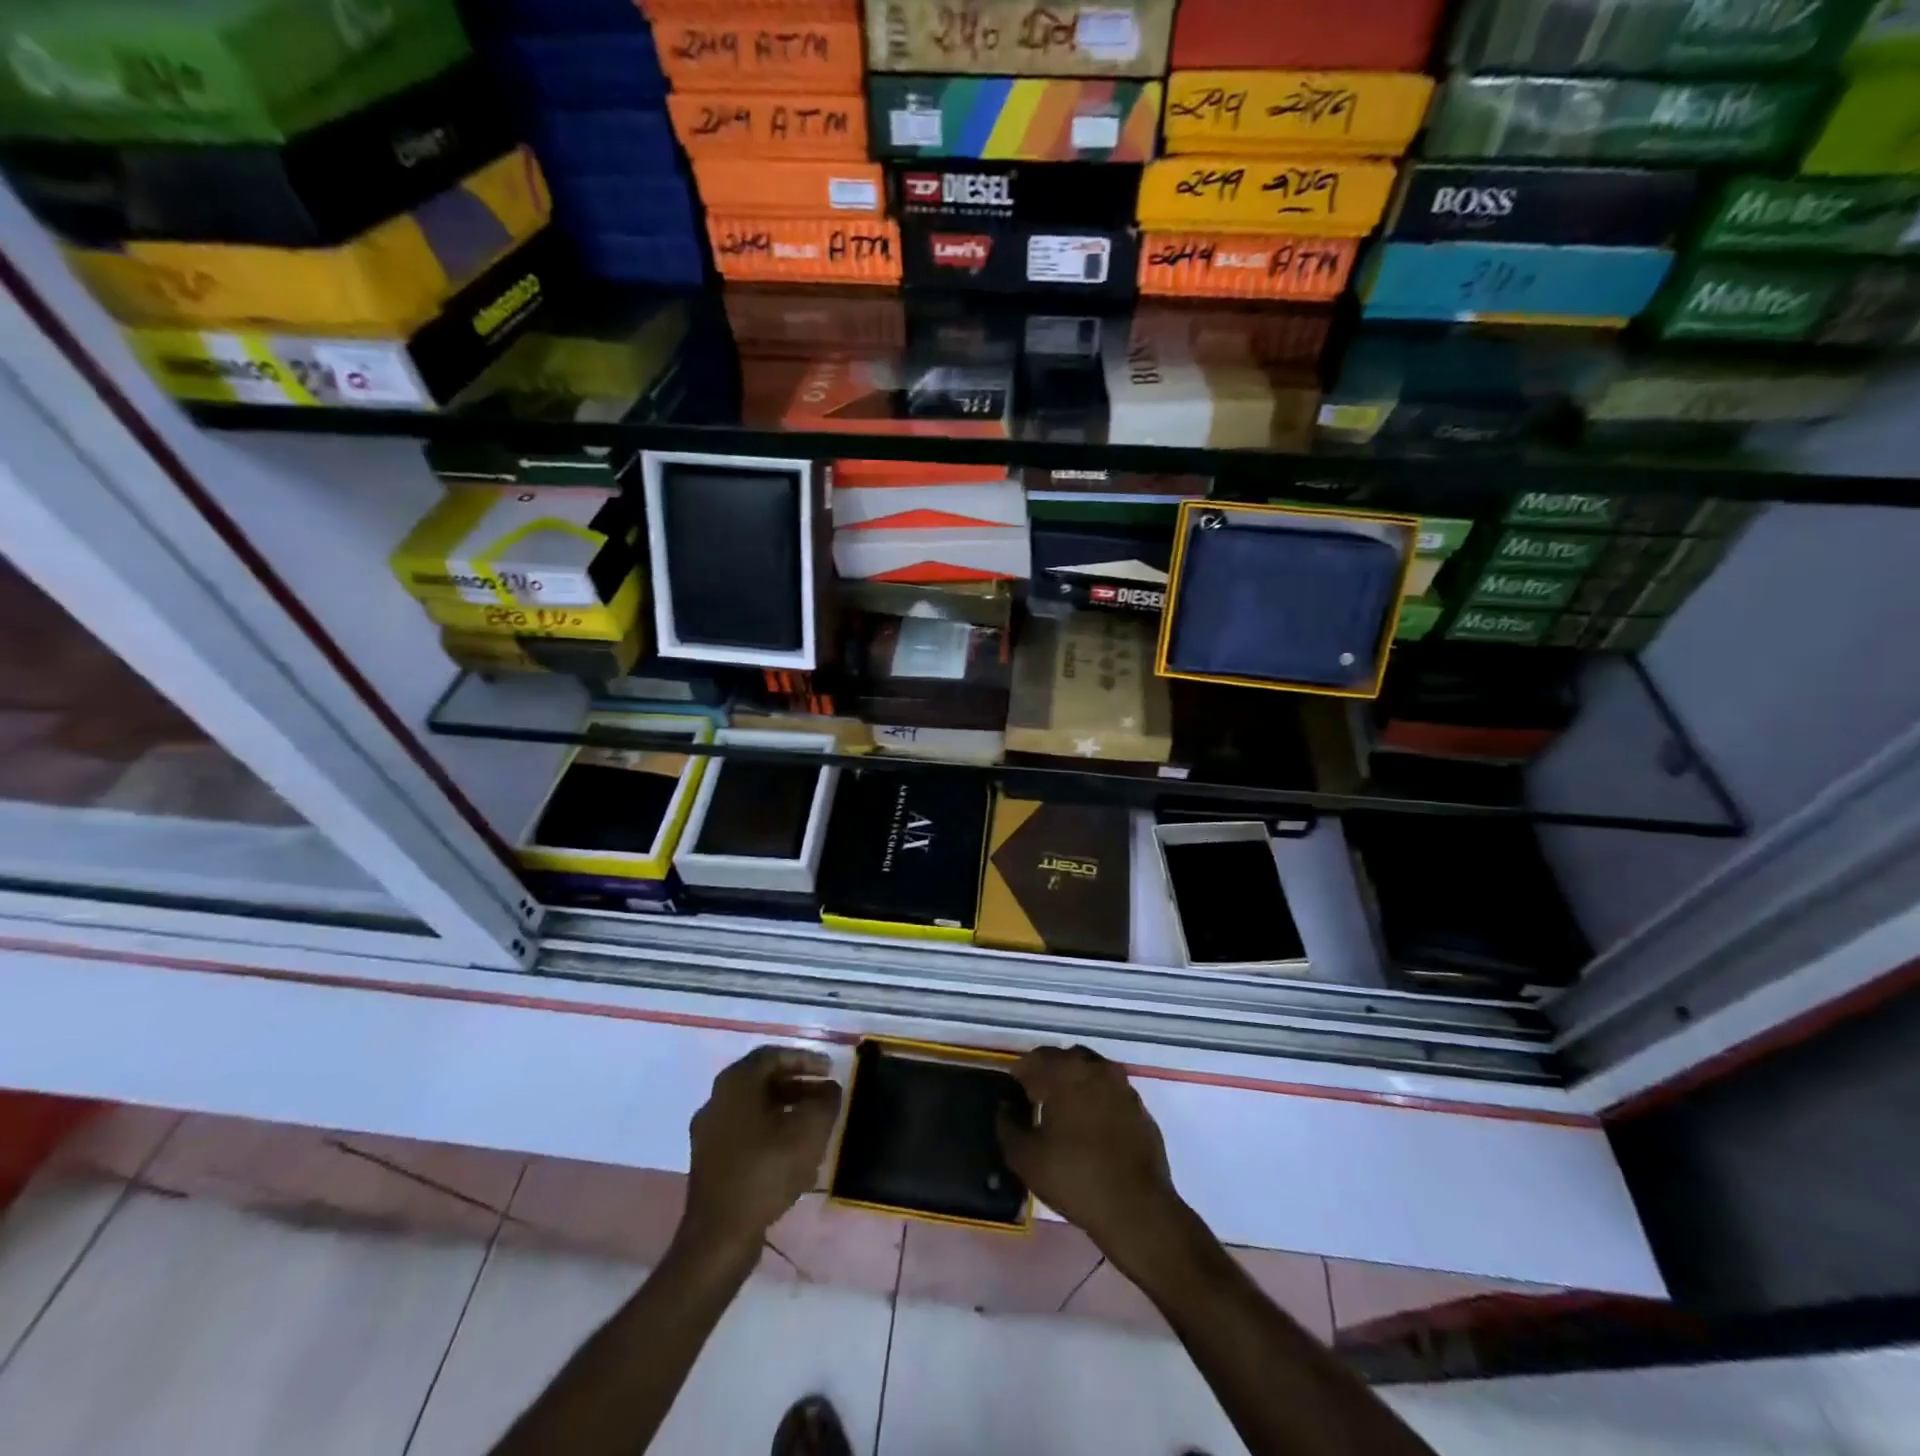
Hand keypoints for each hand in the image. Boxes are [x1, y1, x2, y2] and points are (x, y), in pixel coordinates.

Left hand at [678, 1045, 842, 1265]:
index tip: (830, 1070)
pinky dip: (772, 1133)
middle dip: (798, 1086)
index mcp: (735, 1083)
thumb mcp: (809, 1130)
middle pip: (763, 1081)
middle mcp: (716, 1100)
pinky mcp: (710, 1162)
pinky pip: (746, 1134)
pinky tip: (794, 1155)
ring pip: (755, 1109)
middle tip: (825, 1095)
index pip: (773, 1055)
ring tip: (815, 1125)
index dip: (805, 1058)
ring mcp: (709, 1133)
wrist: (719, 1237)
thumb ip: (825, 1101)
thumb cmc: (766, 1171)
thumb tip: (829, 1090)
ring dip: (787, 1111)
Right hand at [996, 1045, 1184, 1270]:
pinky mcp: (1141, 1110)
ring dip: (1076, 1087)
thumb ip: (1007, 1127)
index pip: (1035, 1058)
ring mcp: (1123, 1087)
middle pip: (1066, 1060)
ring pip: (1092, 1074)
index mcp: (1066, 1071)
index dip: (1020, 1076)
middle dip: (1049, 1075)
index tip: (1014, 1097)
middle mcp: (1097, 1068)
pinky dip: (1098, 1104)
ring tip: (1065, 1117)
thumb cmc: (1074, 1177)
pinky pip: (1112, 1096)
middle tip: (1037, 1103)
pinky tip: (1092, 1132)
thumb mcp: (1026, 1158)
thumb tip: (1005, 1110)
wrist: (1136, 1209)